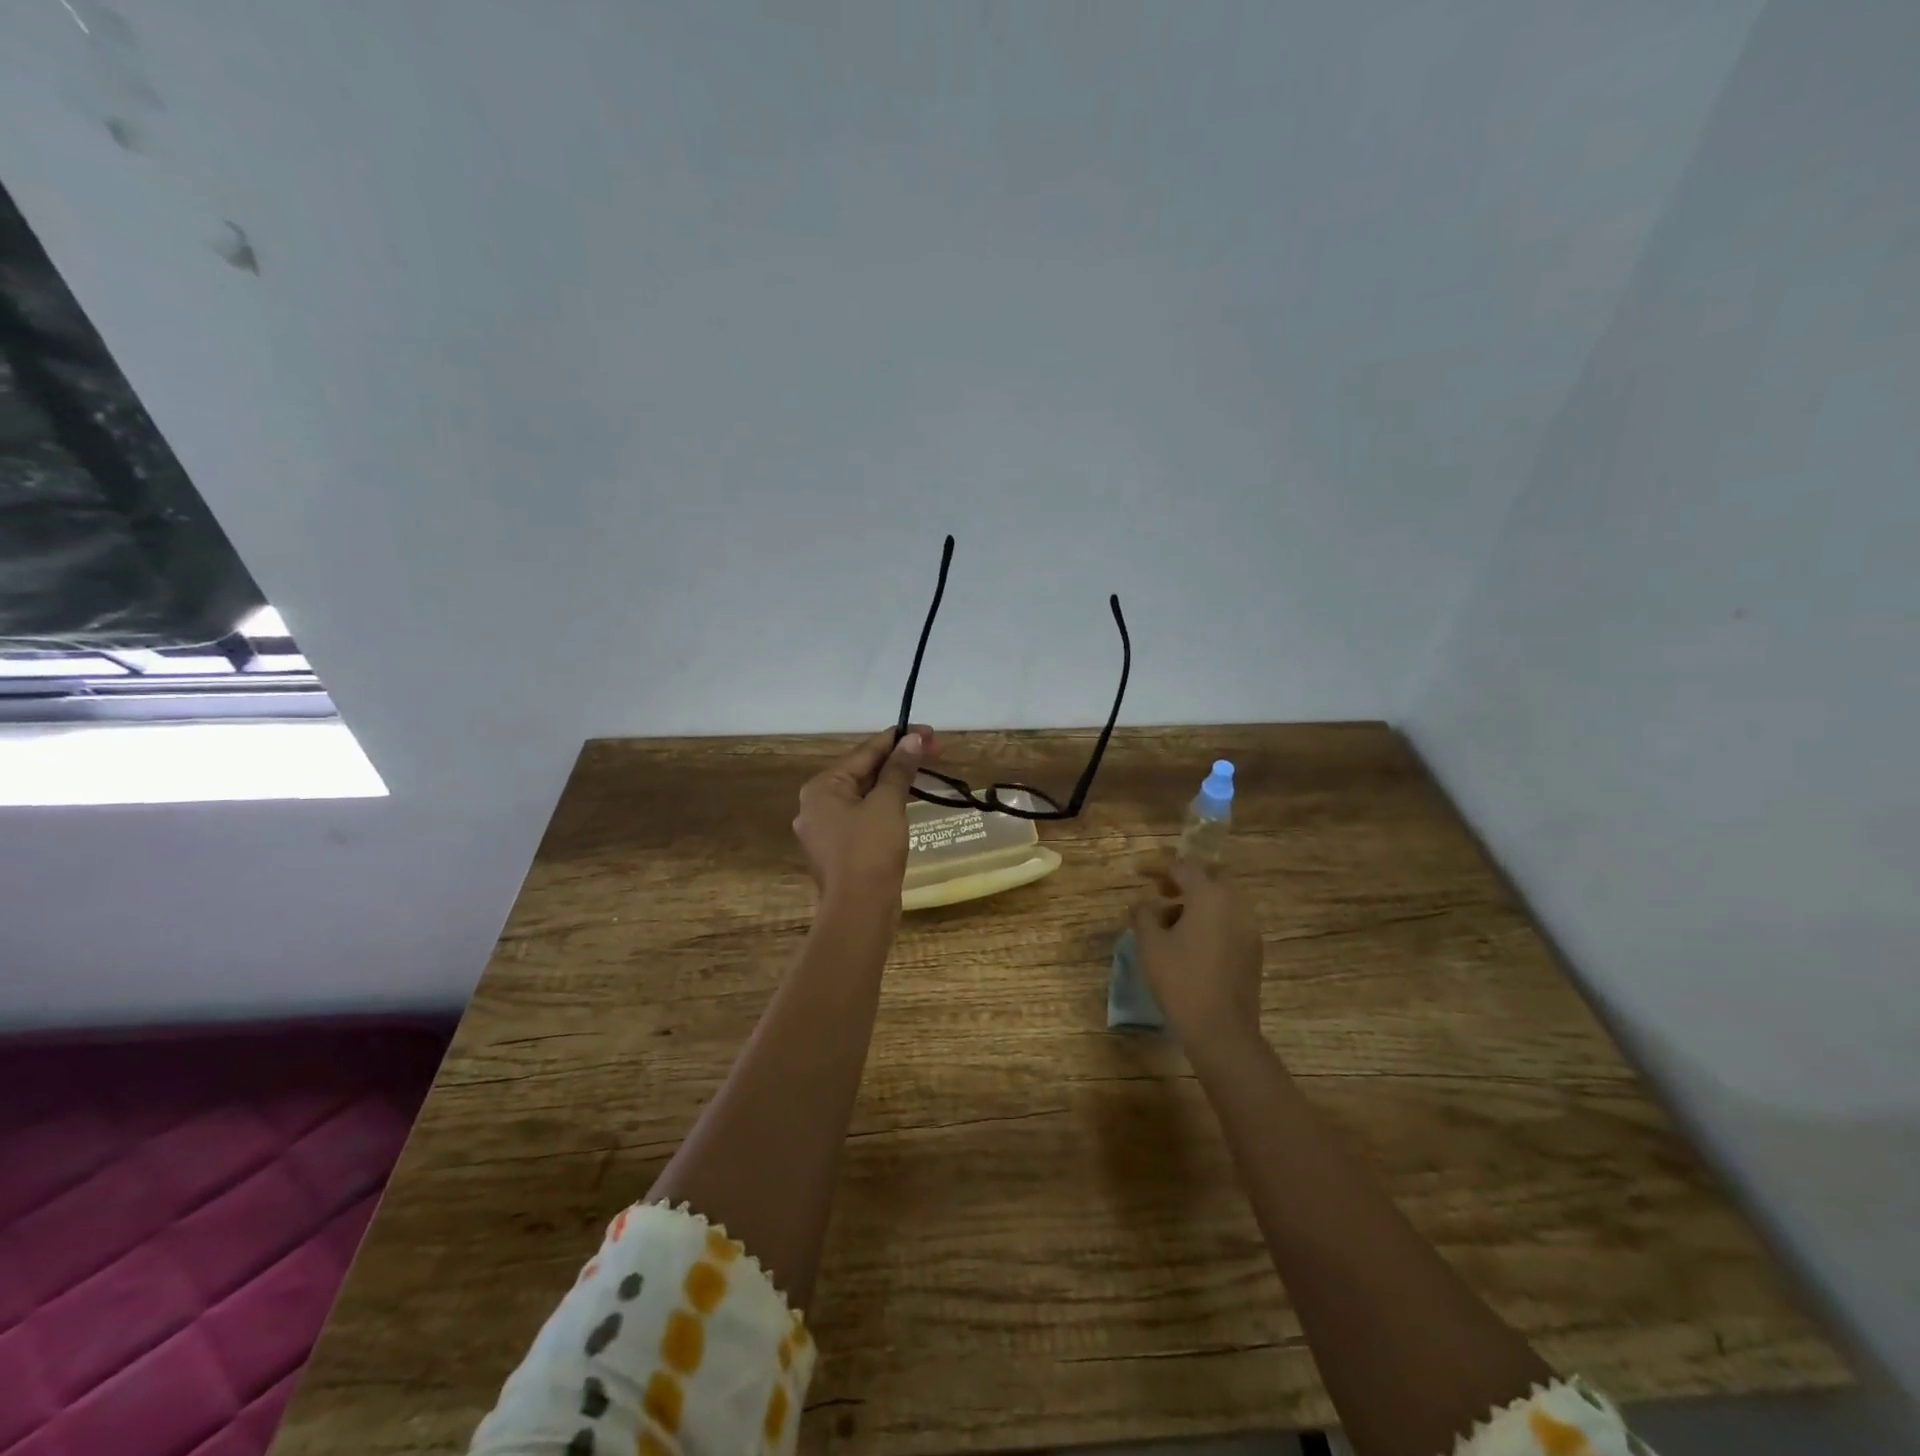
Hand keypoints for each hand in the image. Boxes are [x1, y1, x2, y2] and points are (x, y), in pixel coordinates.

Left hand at [793, 725, 938, 910]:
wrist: (859, 911)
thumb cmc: (870, 850)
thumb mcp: (887, 804)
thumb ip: (899, 769)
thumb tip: (913, 739)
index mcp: (821, 788)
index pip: (864, 753)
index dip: (898, 739)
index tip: (928, 731)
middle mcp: (816, 805)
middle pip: (862, 772)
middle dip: (898, 761)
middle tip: (934, 750)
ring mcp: (825, 830)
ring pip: (863, 796)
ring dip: (893, 783)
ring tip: (923, 771)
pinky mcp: (839, 851)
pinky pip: (863, 817)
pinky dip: (884, 806)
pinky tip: (905, 802)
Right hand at [1130, 858, 1264, 1052]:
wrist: (1222, 1030)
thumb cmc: (1181, 981)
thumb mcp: (1150, 945)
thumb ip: (1143, 915)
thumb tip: (1144, 905)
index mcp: (1210, 896)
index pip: (1183, 867)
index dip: (1158, 866)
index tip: (1138, 873)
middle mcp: (1235, 904)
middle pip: (1210, 876)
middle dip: (1183, 879)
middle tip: (1160, 891)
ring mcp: (1248, 927)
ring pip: (1221, 899)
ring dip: (1196, 901)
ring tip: (1169, 921)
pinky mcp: (1253, 949)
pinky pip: (1229, 919)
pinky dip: (1209, 919)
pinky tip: (1189, 942)